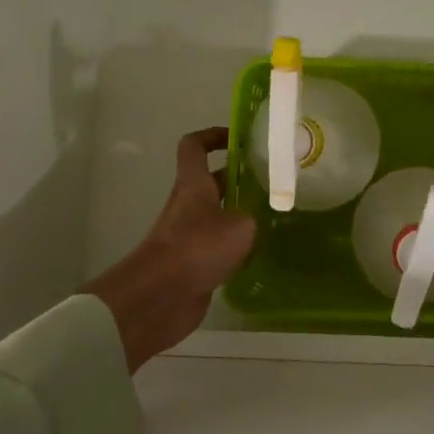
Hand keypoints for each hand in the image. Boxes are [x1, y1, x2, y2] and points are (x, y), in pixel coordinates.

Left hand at [82, 127, 256, 371]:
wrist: (160, 297)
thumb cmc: (198, 248)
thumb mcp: (240, 226)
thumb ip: (253, 215)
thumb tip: (256, 219)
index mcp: (194, 184)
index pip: (195, 146)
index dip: (213, 136)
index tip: (239, 139)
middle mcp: (188, 204)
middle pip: (212, 180)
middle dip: (239, 177)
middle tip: (272, 180)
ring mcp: (188, 235)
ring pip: (217, 214)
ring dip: (240, 213)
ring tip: (273, 215)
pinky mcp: (192, 263)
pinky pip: (217, 245)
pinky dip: (235, 245)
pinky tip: (259, 251)